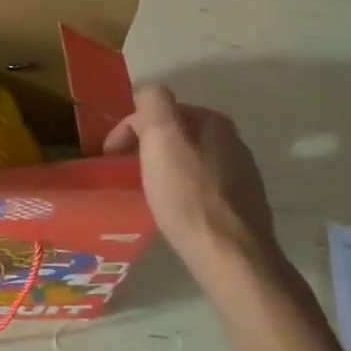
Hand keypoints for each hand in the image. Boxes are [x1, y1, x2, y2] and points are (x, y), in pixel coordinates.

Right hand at [103, 85, 277, 258]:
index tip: (109, 155)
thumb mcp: (162, 137)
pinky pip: (201, 188)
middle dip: (147, 147)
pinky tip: (174, 210)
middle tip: (124, 172)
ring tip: (145, 191)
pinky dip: (181, 191)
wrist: (231, 257)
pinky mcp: (242, 208)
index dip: (129, 128)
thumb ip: (153, 103)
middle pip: (177, 135)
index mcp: (214, 122)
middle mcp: (233, 143)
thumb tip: (146, 93)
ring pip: (189, 161)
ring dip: (164, 169)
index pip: (161, 110)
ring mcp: (242, 176)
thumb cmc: (188, 195)